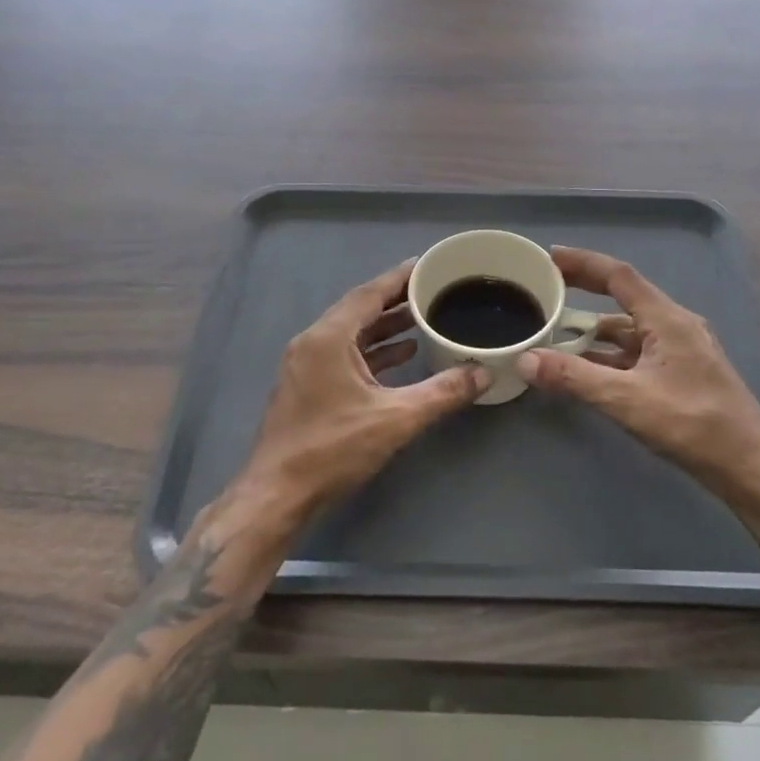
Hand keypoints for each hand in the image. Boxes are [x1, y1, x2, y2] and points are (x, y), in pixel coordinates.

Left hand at [225, 260, 489, 533]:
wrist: (277, 495)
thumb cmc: (333, 449)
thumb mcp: (396, 419)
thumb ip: (442, 392)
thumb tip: (483, 373)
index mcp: (328, 338)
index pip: (369, 294)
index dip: (400, 278)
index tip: (428, 265)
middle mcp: (313, 342)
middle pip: (359, 309)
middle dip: (396, 300)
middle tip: (432, 290)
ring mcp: (306, 365)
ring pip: (351, 333)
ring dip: (384, 326)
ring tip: (422, 320)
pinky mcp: (307, 386)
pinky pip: (344, 354)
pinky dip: (372, 351)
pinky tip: (400, 356)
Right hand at [516, 247, 759, 517]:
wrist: (750, 467)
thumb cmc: (693, 425)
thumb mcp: (627, 400)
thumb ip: (575, 378)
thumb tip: (526, 359)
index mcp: (668, 319)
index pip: (619, 276)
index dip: (584, 262)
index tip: (550, 256)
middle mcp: (676, 325)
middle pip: (624, 297)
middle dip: (586, 291)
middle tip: (549, 288)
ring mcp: (682, 350)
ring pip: (631, 329)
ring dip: (596, 330)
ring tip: (559, 333)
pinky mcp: (683, 373)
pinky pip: (639, 352)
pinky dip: (611, 354)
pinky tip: (589, 369)